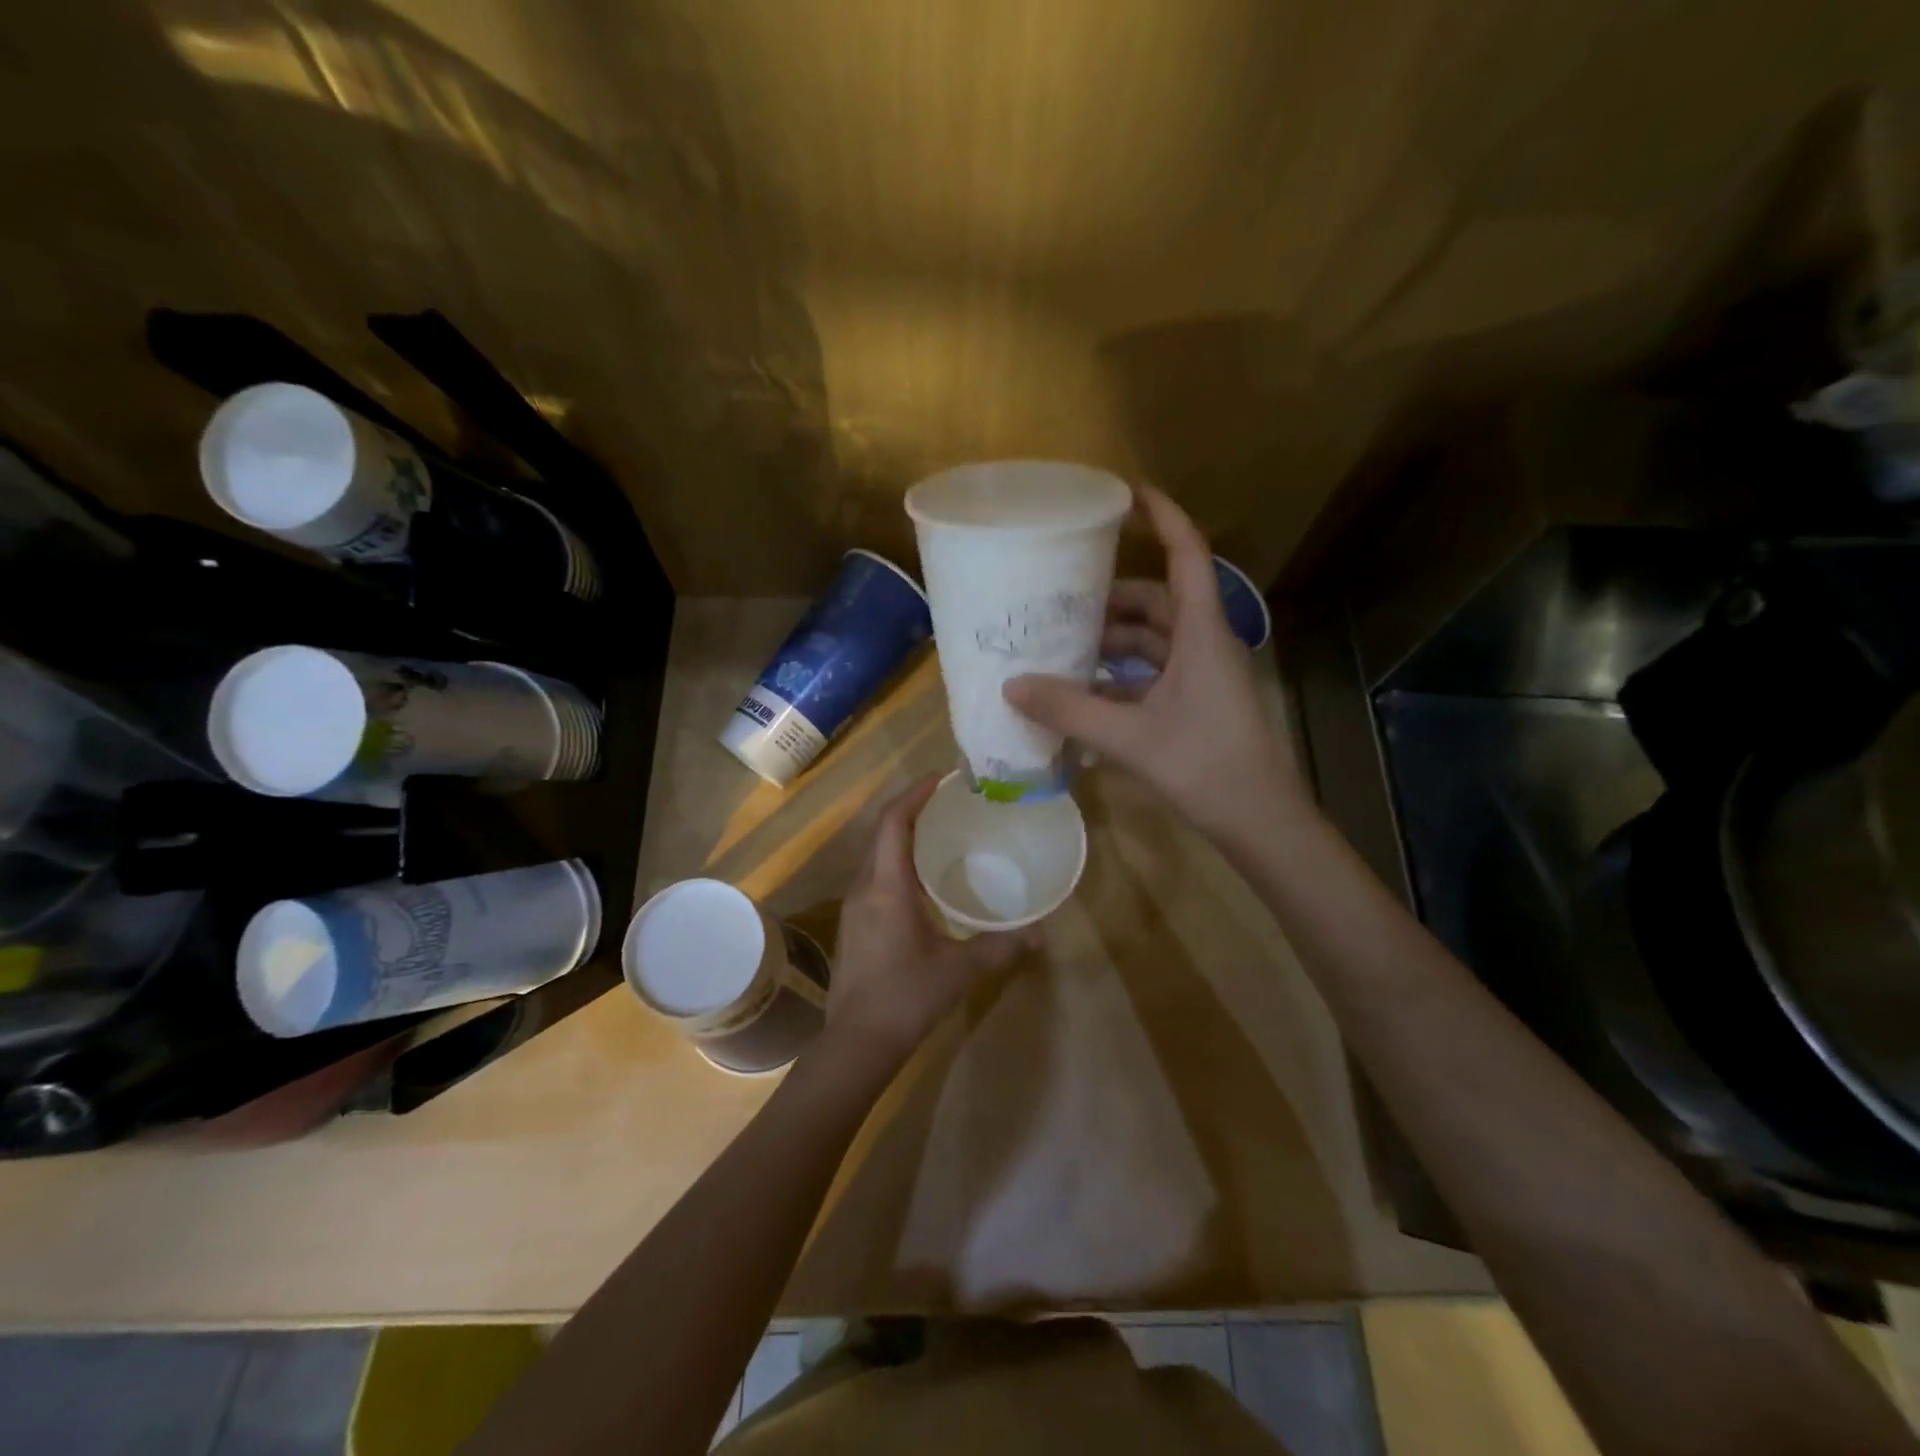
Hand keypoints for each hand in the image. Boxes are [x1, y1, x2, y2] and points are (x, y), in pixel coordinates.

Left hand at [824, 776, 1030, 1068]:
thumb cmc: (906, 998)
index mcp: (887, 887)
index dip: (913, 794)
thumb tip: (1040, 933)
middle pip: (881, 833)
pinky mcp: (854, 925)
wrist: (856, 1043)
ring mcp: (854, 907)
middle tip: (948, 802)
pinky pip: (874, 877)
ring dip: (902, 836)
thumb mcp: (959, 971)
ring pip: (876, 856)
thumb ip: (1000, 947)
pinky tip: (924, 881)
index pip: (893, 823)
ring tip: (940, 833)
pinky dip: (897, 863)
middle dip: (910, 810)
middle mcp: (865, 888)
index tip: (941, 779)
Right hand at [1003, 485, 1302, 843]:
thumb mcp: (1130, 736)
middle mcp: (1204, 643)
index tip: (1127, 494)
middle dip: (1111, 598)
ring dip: (1112, 642)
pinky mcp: (1197, 704)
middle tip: (1062, 598)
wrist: (1260, 821)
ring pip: (1153, 641)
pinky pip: (1153, 675)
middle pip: (1158, 600)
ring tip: (1062, 647)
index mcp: (1201, 632)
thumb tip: (1012, 688)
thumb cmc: (1205, 765)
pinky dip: (1120, 678)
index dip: (1162, 518)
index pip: (1187, 554)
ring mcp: (1203, 675)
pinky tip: (1084, 695)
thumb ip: (1069, 710)